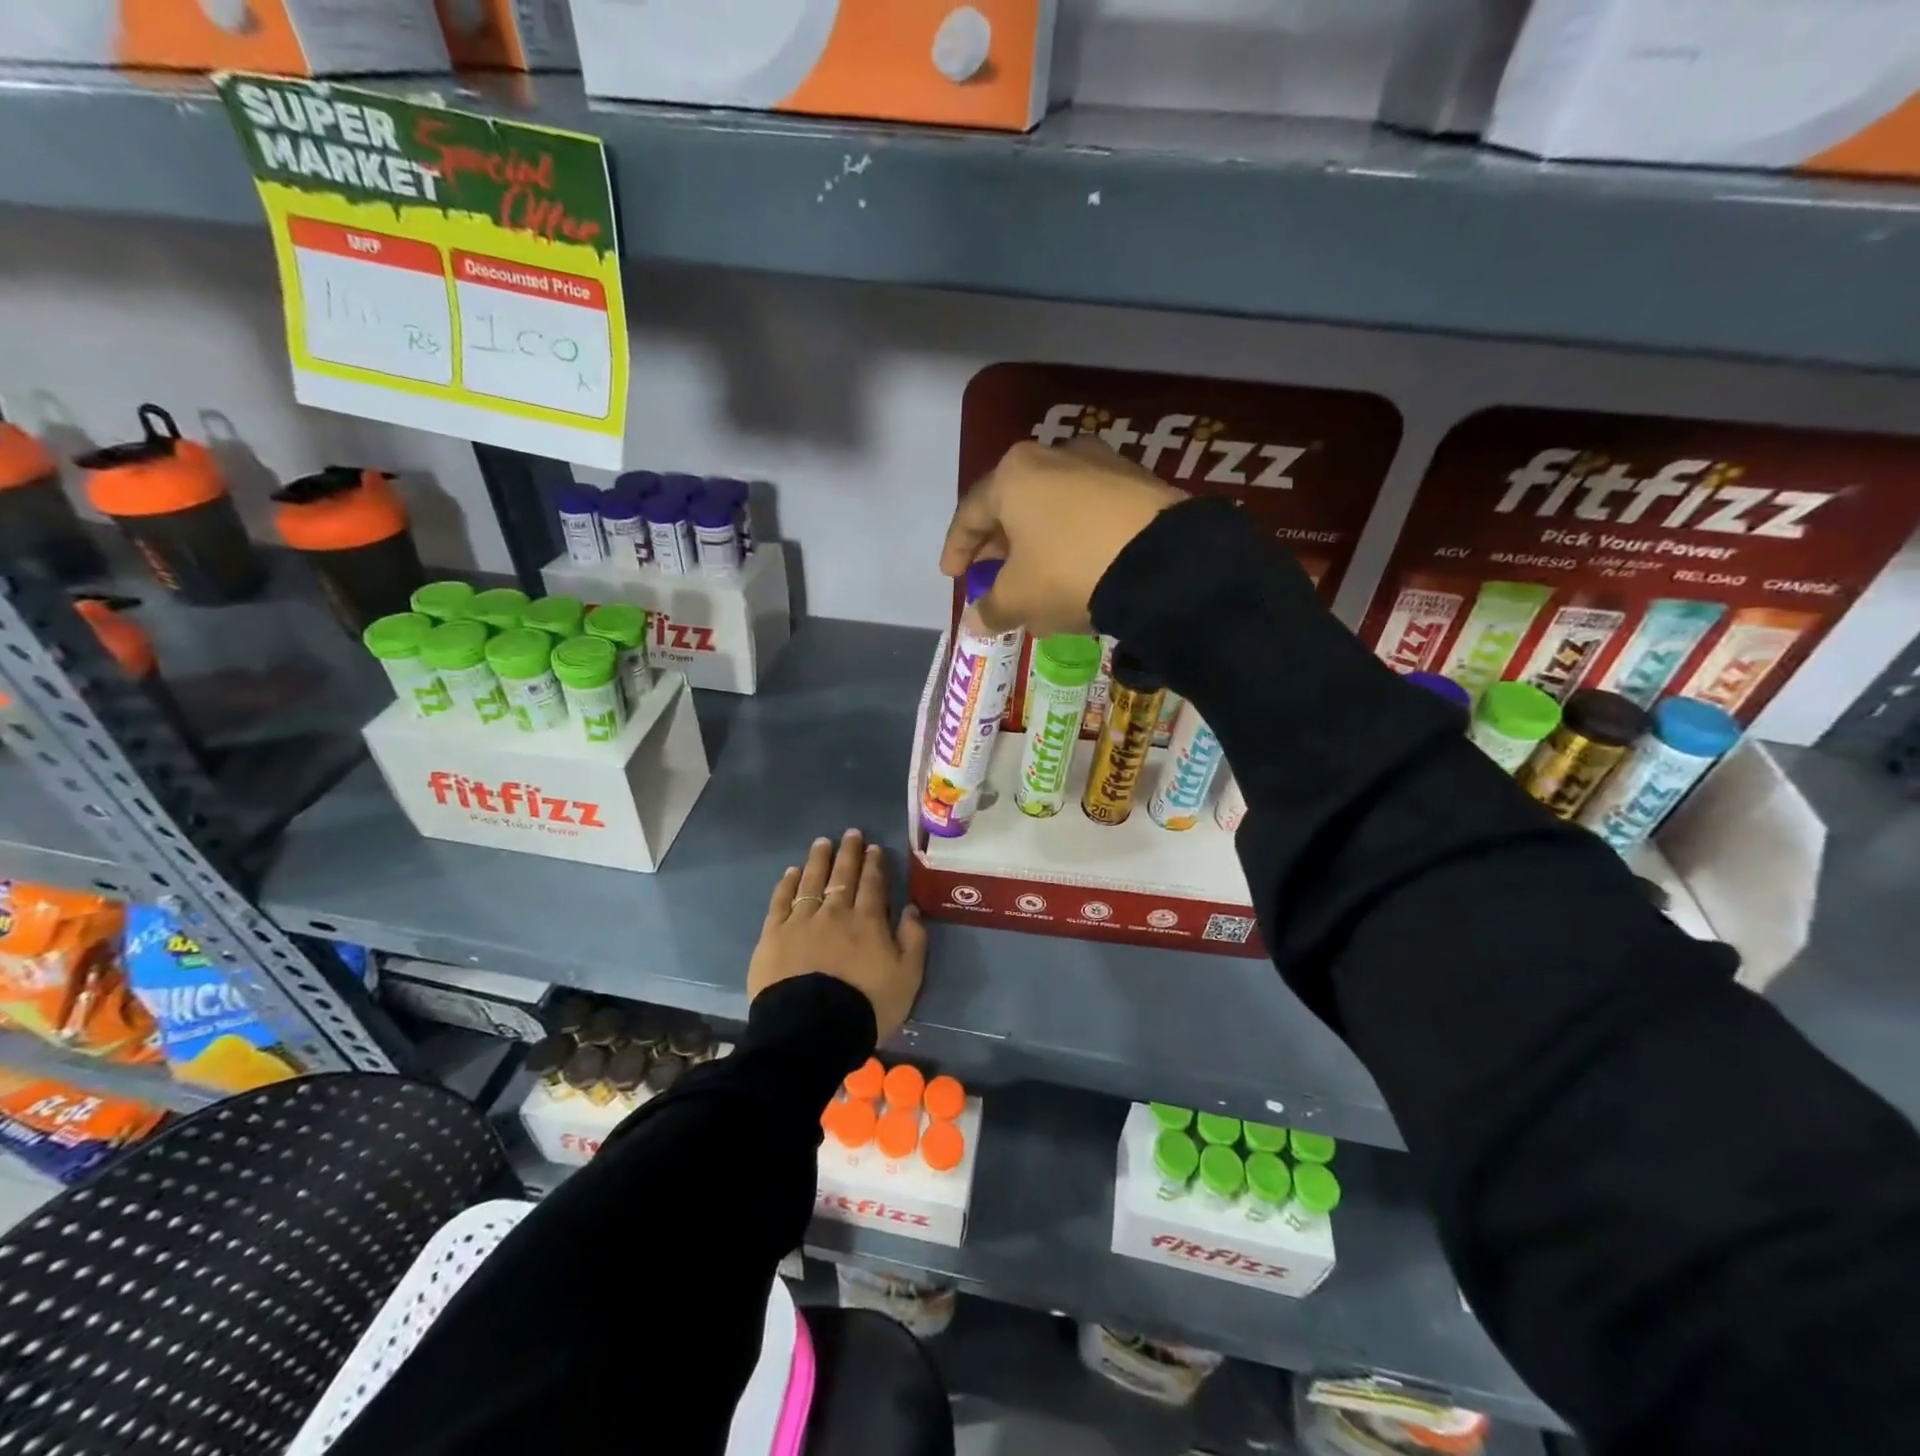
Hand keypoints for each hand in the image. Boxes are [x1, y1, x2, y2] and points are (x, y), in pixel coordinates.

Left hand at [750, 830, 927, 1041]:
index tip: (873, 847)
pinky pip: (781, 902)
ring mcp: (801, 921)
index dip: (874, 864)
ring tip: (822, 842)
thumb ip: (913, 940)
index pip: (873, 884)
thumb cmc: (866, 1005)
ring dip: (818, 860)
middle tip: (851, 833)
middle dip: (848, 853)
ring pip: (811, 881)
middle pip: (842, 875)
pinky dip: (787, 885)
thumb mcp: (908, 977)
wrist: (812, 1029)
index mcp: (868, 921)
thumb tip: (911, 909)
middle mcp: (835, 912)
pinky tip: (791, 872)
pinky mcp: (773, 936)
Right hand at [940, 439, 1185, 636]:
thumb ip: (990, 609)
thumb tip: (974, 622)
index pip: (970, 513)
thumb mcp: (1020, 598)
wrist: (1164, 562)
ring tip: (1037, 577)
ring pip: (1053, 507)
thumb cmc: (1069, 571)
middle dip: (999, 545)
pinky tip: (1079, 568)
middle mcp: (1054, 456)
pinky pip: (1089, 512)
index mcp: (1014, 475)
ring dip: (1038, 542)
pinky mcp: (1137, 481)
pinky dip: (1074, 538)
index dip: (957, 549)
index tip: (953, 576)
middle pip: (1013, 504)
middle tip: (992, 576)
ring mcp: (1101, 463)